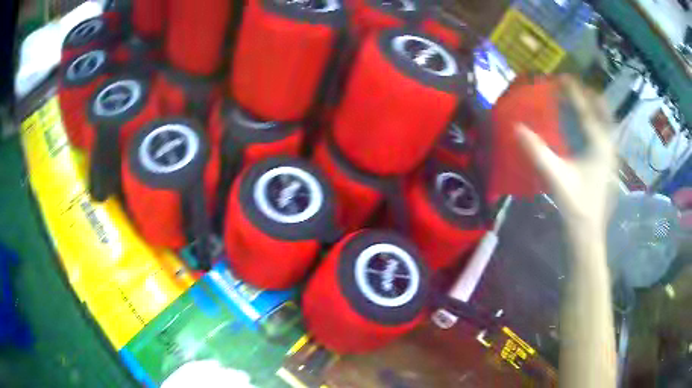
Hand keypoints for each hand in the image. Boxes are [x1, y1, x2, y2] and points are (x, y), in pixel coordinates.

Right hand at [516, 76, 616, 235]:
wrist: (588, 233)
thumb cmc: (576, 205)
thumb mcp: (556, 177)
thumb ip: (537, 151)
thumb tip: (516, 127)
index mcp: (599, 144)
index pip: (586, 109)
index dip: (574, 91)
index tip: (563, 76)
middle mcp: (609, 145)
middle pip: (603, 111)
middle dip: (589, 95)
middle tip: (574, 88)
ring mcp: (611, 155)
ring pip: (607, 122)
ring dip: (594, 108)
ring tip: (581, 100)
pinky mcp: (608, 164)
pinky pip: (605, 133)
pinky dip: (596, 122)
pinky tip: (586, 127)